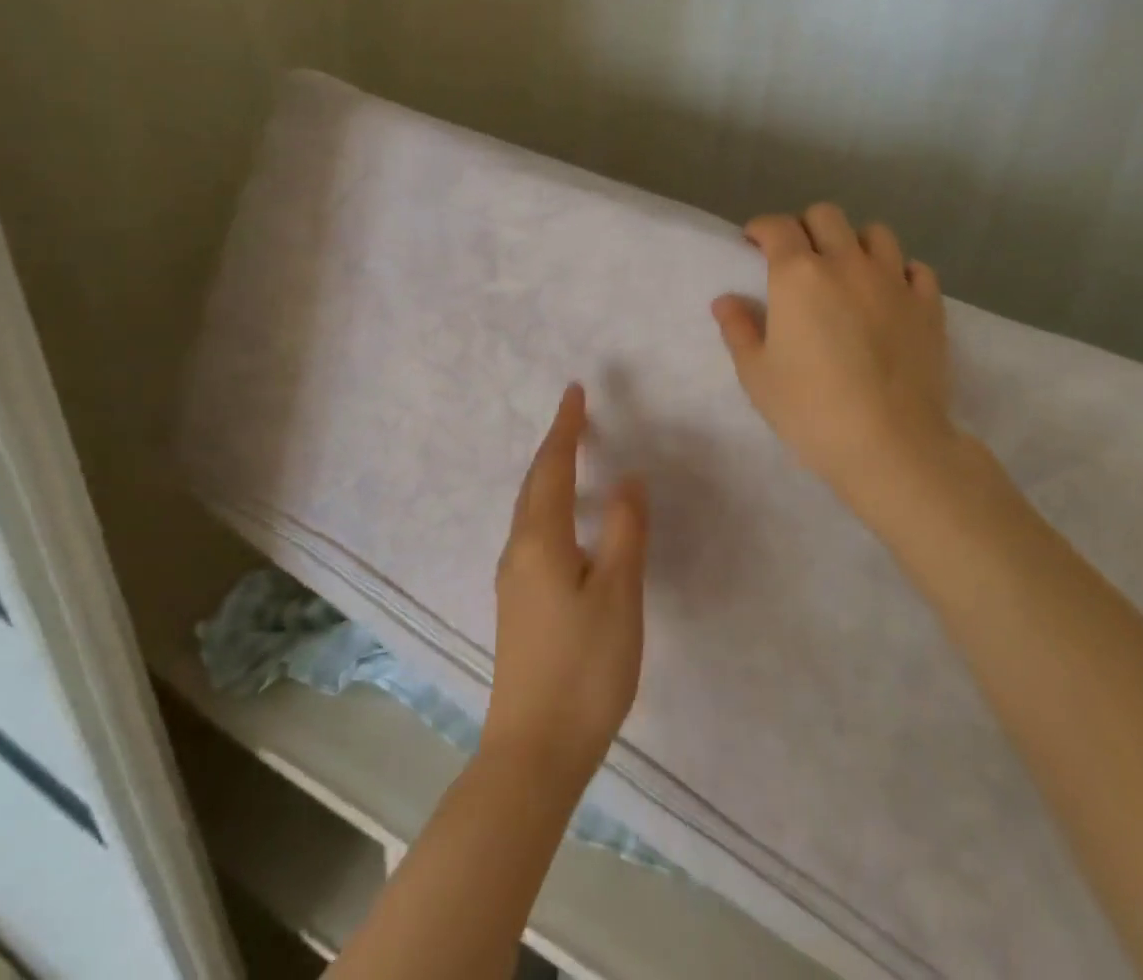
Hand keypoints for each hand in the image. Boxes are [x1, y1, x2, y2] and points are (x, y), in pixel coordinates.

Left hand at [483, 384, 647, 793]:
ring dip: (549, 475)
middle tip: (576, 415)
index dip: (566, 427)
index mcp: (541, 539)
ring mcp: (513, 580)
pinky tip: (565, 522)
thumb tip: (628, 478)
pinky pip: (532, 533)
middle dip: (555, 445)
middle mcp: (519, 550)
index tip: (574, 391)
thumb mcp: (619, 594)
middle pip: (535, 484)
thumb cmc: (584, 668)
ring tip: (573, 457)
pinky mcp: (518, 605)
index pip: (553, 467)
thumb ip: (625, 531)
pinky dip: (549, 506)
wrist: (533, 751)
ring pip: (530, 509)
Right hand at [712, 204, 957, 499]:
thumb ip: (738, 330)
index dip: (761, 228)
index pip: (777, 227)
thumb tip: (726, 301)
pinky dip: (899, 273)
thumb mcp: (757, 375)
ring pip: (876, 234)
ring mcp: (893, 281)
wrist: (891, 444)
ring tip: (847, 271)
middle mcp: (847, 264)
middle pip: (826, 216)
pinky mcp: (928, 305)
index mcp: (798, 276)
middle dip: (805, 227)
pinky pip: (916, 269)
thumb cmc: (811, 409)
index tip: (753, 242)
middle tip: (797, 257)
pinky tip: (889, 295)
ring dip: (855, 243)